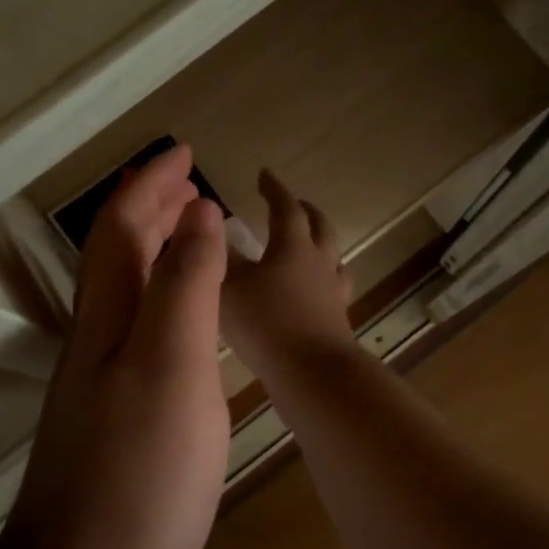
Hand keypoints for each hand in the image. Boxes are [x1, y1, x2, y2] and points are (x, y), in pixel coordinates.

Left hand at [7, 145, 230, 548]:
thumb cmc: (140, 470)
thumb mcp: (170, 363)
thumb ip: (184, 285)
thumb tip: (197, 214)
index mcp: (105, 322)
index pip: (122, 230)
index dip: (150, 186)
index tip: (184, 153)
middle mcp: (95, 347)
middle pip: (117, 262)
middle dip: (150, 215)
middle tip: (191, 190)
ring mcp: (102, 392)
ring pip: (128, 304)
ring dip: (158, 263)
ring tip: (194, 245)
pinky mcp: (118, 432)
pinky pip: (142, 346)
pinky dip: (166, 316)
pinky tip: (189, 337)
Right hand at [222, 169, 356, 381]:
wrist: (312, 373)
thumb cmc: (266, 324)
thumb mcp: (229, 287)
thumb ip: (219, 258)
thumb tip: (210, 229)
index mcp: (292, 246)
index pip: (285, 207)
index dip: (274, 189)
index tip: (264, 175)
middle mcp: (319, 262)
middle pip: (319, 227)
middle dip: (305, 211)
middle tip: (294, 204)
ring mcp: (333, 291)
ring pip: (333, 257)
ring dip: (321, 244)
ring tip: (311, 246)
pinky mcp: (338, 319)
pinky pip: (335, 289)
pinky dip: (323, 281)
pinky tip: (315, 293)